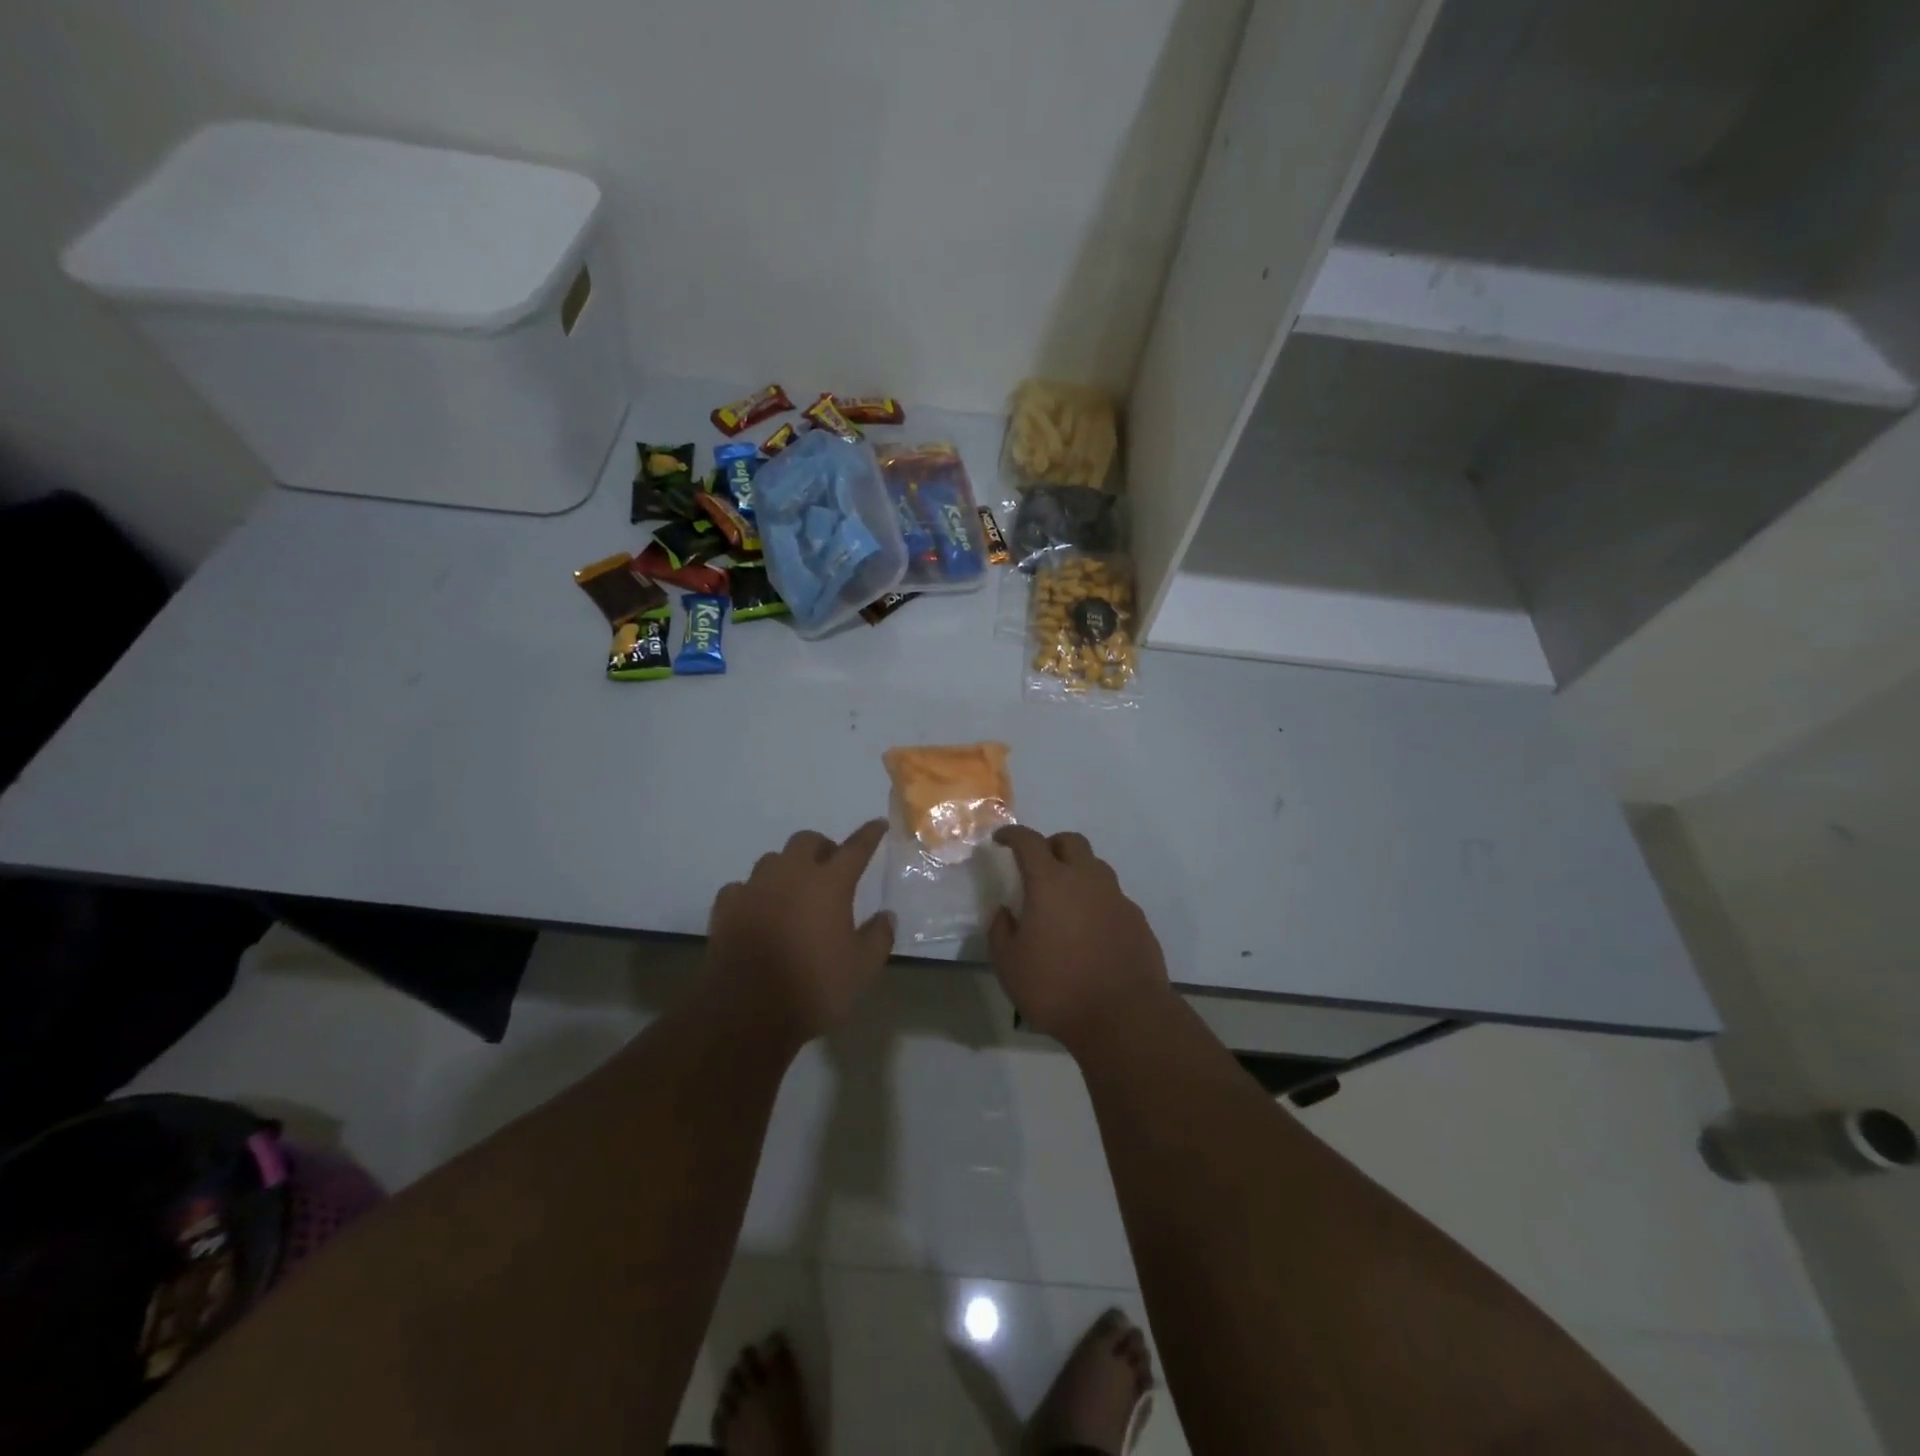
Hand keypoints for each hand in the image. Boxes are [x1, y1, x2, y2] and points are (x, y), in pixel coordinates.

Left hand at [706, 820, 894, 1042]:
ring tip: (794, 890)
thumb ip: (879, 937)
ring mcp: (754, 888)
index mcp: (829, 883)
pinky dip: (755, 894)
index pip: (855, 848)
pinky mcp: (726, 907)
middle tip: (831, 867)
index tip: (878, 824)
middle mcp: (791, 874)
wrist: (746, 1012)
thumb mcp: (862, 969)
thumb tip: (886, 916)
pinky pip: (742, 887)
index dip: (869, 834)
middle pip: (807, 840)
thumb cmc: (813, 987)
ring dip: (788, 868)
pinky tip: (758, 910)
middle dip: (822, 847)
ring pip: (773, 860)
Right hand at [988, 826, 1172, 1053]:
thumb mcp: (1009, 965)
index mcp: (1051, 883)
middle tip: (1037, 866)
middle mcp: (1087, 880)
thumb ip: (1000, 931)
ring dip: (1077, 872)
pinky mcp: (1137, 920)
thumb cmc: (1057, 988)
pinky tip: (1089, 930)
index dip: (1013, 835)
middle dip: (1050, 845)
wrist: (1125, 1017)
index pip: (1029, 842)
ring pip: (1095, 867)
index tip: (1001, 839)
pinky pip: (1112, 897)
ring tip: (1064, 900)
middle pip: (1070, 842)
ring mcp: (1117, 898)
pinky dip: (1096, 901)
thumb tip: (1005, 912)